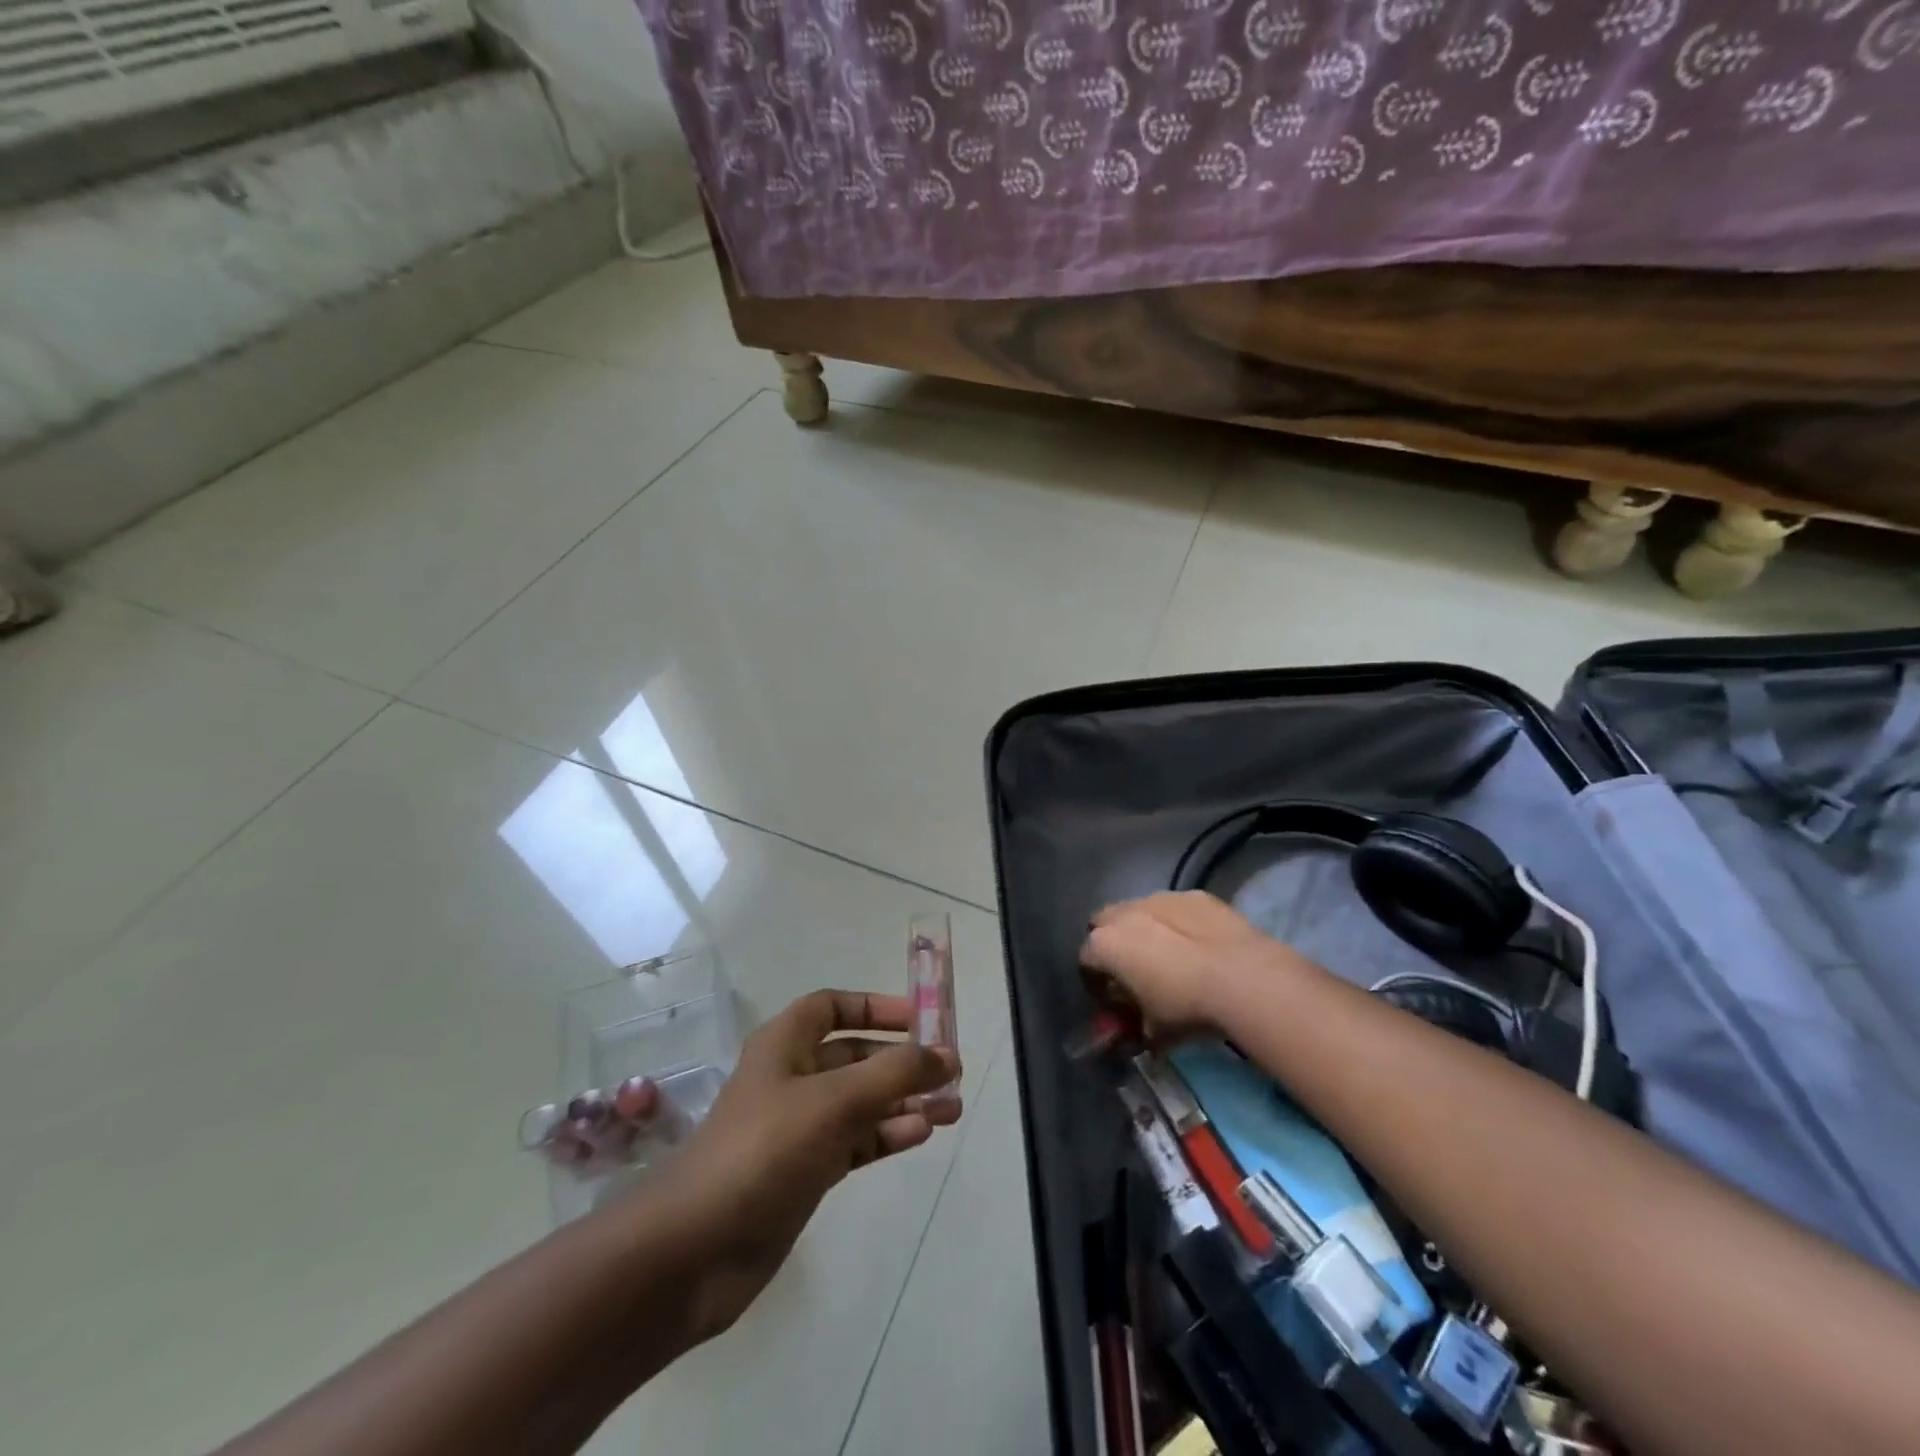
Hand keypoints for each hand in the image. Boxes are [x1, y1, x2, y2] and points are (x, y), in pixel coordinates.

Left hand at [657, 989, 960, 1337]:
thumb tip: (947, 1054)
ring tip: (951, 1109)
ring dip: (904, 1100)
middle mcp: (792, 1077)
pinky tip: (920, 1134)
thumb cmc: (764, 1150)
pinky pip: (855, 1140)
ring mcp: (798, 1127)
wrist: (695, 1250)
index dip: (875, 1007)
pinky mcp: (805, 1171)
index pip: (833, 1007)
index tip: (920, 1019)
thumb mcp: (835, 1100)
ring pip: (861, 1101)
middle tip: (951, 1073)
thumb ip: (895, 1073)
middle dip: (902, 1061)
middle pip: (855, 1056)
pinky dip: (886, 1134)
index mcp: (785, 1043)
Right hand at [1080, 891, 1297, 1039]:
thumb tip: (1138, 1034)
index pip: (1085, 960)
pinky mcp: (1194, 895)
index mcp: (1104, 944)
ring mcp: (1159, 898)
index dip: (1096, 981)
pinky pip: (1176, 909)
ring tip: (1171, 957)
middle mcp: (1124, 913)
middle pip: (1106, 924)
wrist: (1242, 977)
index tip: (1112, 1000)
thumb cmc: (1184, 1007)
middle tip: (1135, 972)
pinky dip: (1180, 923)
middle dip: (1114, 944)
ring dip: (1146, 930)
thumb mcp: (1153, 1033)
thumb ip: (1135, 1029)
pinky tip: (1199, 946)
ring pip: (1140, 911)